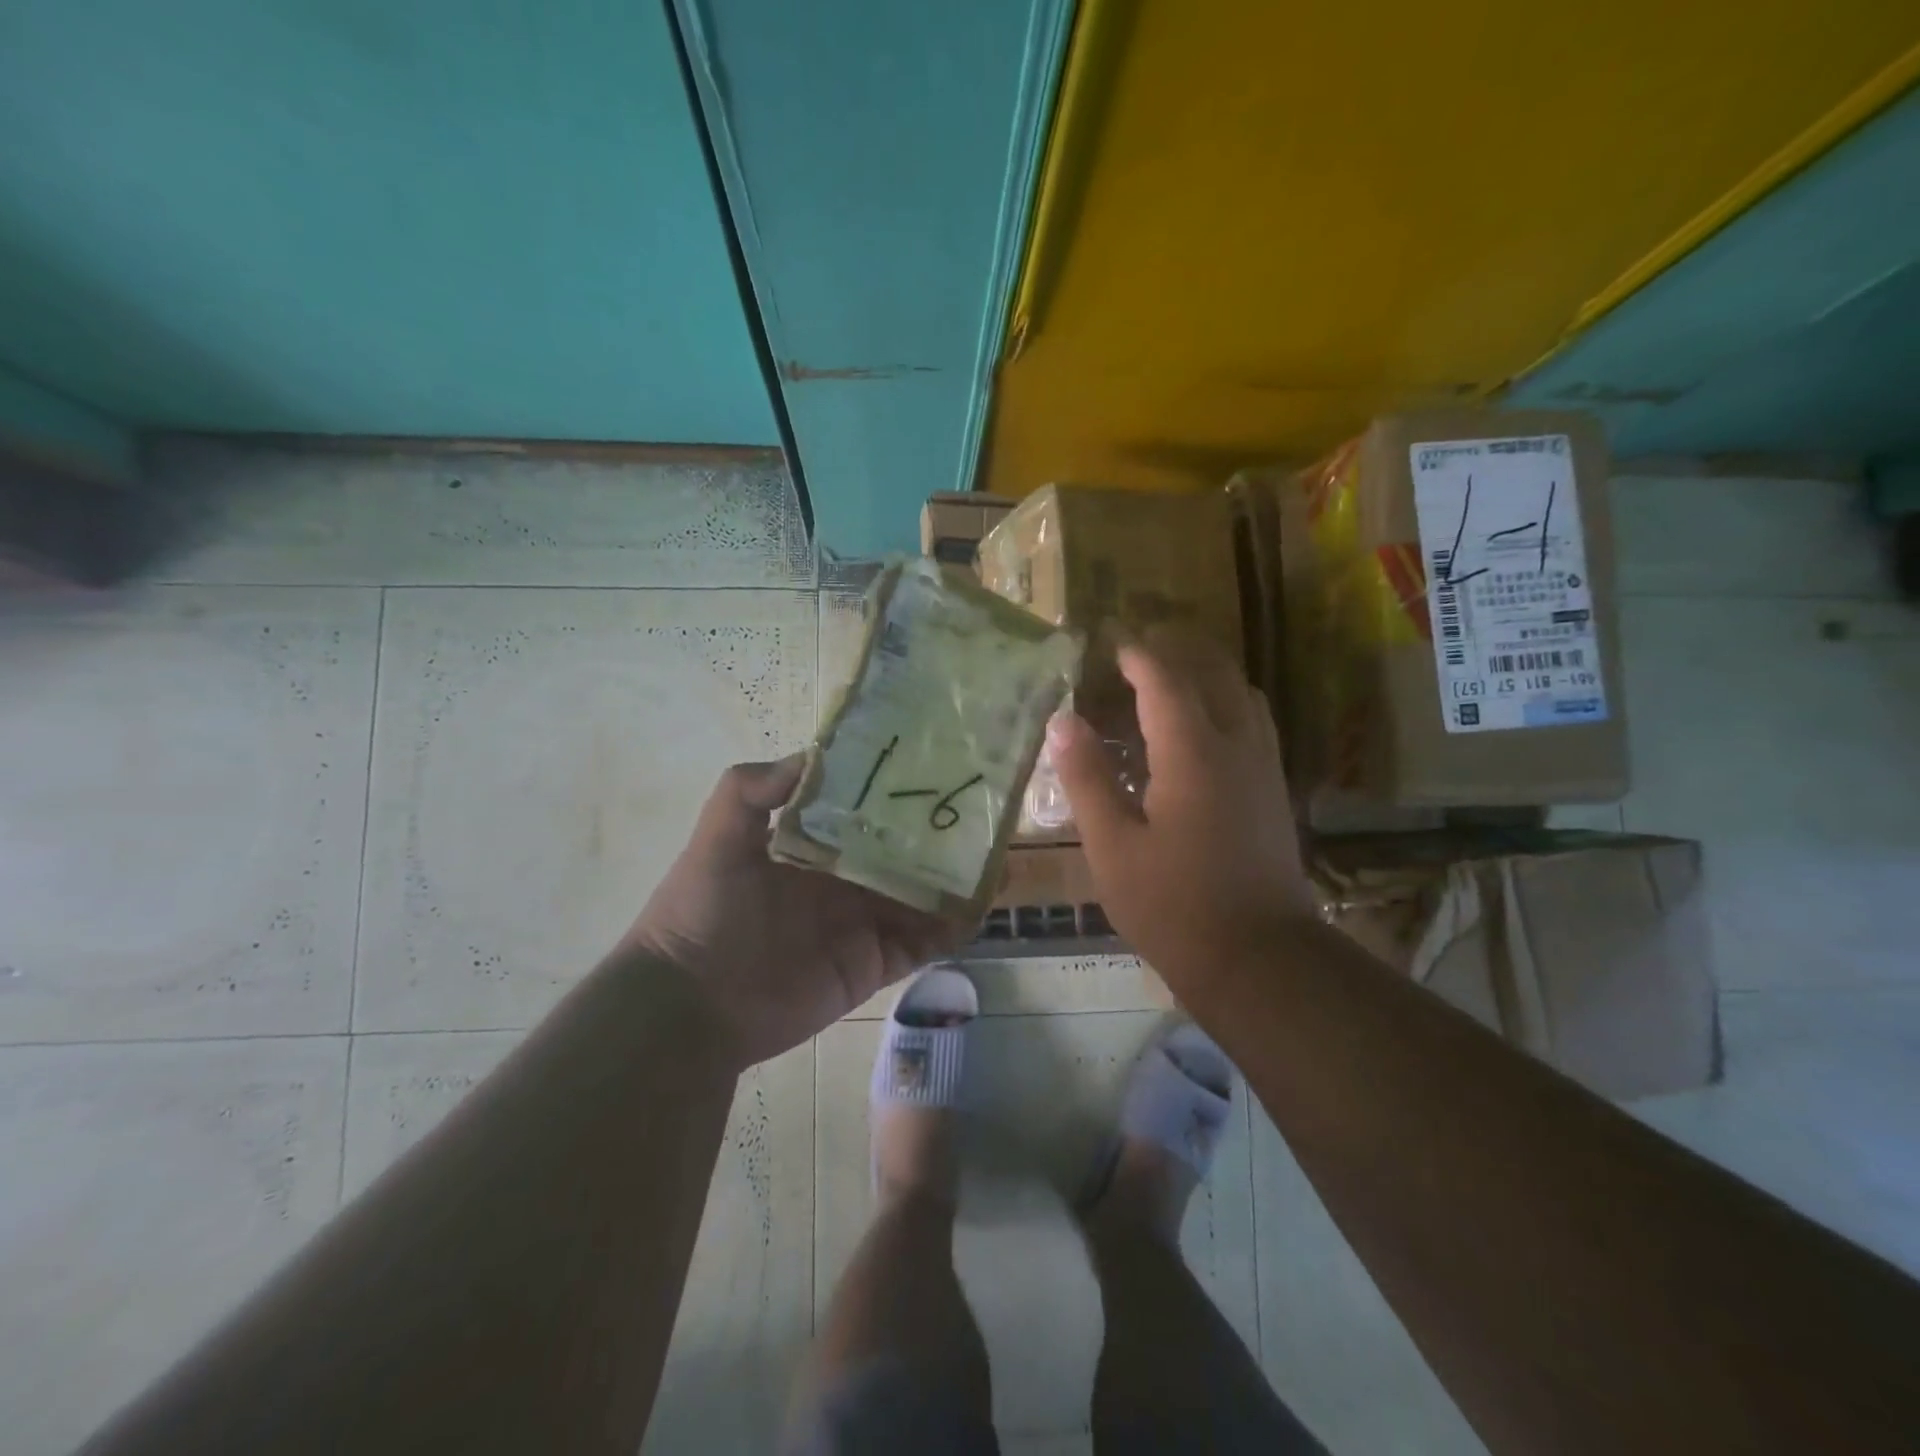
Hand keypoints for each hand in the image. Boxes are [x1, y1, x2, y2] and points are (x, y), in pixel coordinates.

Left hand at [621, 756, 961, 1068]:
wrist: (692, 1005)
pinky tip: (981, 905)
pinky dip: (952, 928)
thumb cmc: (703, 912)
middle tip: (984, 813)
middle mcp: (843, 880)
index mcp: (812, 846)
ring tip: (1000, 857)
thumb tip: (813, 753)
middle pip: (902, 853)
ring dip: (956, 880)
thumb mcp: (717, 838)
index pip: (865, 812)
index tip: (936, 769)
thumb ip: (751, 789)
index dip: (897, 794)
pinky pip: (923, 943)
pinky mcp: (874, 964)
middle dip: (938, 836)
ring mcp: (862, 923)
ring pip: (922, 897)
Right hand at [1047, 629, 1312, 995]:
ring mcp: (1263, 766)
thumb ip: (1087, 778)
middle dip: (1177, 649)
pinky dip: (1224, 702)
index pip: (1165, 680)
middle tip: (1137, 648)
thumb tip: (1063, 722)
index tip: (1109, 639)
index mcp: (1193, 752)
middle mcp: (1237, 745)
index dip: (1136, 654)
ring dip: (1206, 673)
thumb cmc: (1173, 905)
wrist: (1259, 959)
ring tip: (1167, 679)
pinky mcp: (1274, 790)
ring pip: (1242, 693)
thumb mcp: (1112, 846)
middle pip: (1214, 672)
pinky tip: (1199, 728)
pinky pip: (1252, 721)